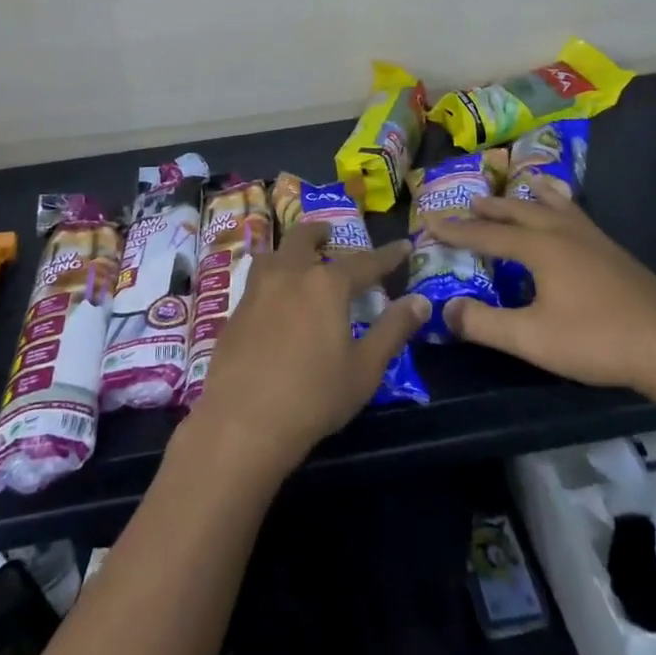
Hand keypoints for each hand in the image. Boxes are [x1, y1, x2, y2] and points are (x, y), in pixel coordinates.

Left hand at [185, 222, 426, 478]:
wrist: (241, 422)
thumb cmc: (313, 396)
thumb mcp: (364, 368)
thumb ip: (393, 330)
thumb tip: (420, 301)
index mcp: (326, 284)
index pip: (365, 262)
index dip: (387, 255)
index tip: (403, 245)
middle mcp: (290, 274)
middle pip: (304, 239)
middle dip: (320, 233)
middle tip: (330, 234)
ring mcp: (257, 290)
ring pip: (274, 254)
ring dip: (290, 250)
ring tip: (299, 260)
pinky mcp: (235, 311)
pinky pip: (257, 279)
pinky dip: (272, 276)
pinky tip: (274, 297)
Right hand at [433, 185, 655, 398]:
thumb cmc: (597, 339)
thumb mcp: (532, 338)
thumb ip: (484, 324)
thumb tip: (445, 309)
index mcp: (539, 247)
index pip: (486, 234)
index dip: (456, 230)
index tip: (430, 221)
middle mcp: (563, 233)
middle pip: (519, 211)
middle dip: (491, 208)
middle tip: (470, 202)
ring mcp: (594, 240)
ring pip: (554, 206)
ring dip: (529, 198)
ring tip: (524, 185)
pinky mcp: (616, 253)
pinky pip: (577, 215)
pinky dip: (561, 206)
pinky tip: (571, 218)